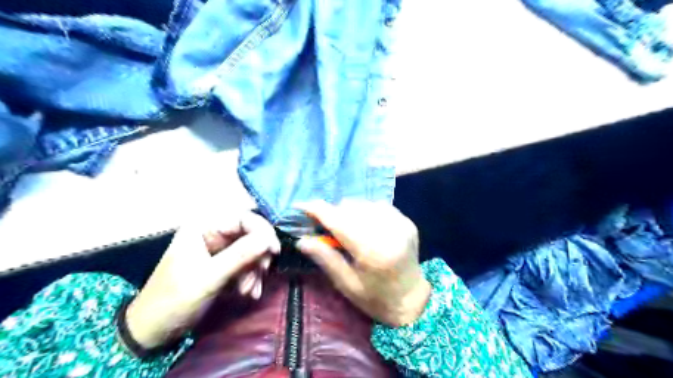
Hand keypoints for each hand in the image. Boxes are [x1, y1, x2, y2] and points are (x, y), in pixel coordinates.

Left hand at [125, 211, 278, 347]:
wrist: (154, 331)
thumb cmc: (174, 300)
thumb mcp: (208, 278)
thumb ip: (239, 256)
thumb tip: (269, 239)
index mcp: (203, 227)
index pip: (243, 219)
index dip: (262, 231)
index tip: (274, 251)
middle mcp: (213, 234)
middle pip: (250, 235)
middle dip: (257, 256)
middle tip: (262, 274)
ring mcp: (218, 249)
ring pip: (251, 251)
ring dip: (255, 271)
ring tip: (248, 291)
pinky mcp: (223, 265)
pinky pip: (246, 264)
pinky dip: (251, 278)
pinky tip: (249, 293)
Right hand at [294, 201, 431, 327]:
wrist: (412, 298)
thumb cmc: (376, 298)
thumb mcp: (347, 284)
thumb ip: (325, 258)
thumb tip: (301, 240)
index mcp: (372, 252)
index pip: (339, 222)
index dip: (318, 210)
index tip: (301, 206)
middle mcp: (388, 232)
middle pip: (350, 208)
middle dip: (333, 213)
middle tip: (325, 227)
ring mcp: (400, 224)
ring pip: (363, 204)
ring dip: (349, 211)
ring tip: (346, 228)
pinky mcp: (406, 221)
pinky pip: (378, 206)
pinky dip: (366, 211)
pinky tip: (364, 225)